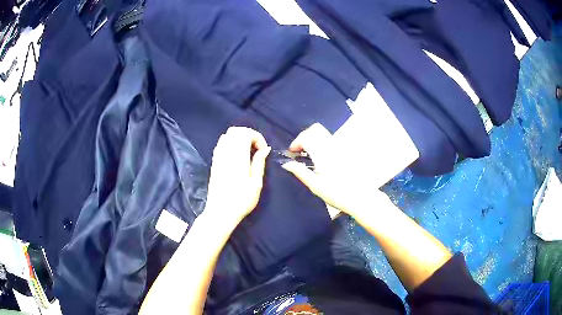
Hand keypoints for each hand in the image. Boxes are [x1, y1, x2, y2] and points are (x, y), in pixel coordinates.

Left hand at [204, 127, 270, 229]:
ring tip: (247, 151)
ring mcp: (218, 157)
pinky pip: (220, 144)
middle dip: (248, 135)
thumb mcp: (256, 184)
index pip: (245, 133)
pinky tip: (236, 155)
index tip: (263, 150)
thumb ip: (259, 162)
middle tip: (256, 149)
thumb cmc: (241, 201)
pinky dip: (230, 143)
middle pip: (235, 130)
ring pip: (227, 135)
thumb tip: (265, 148)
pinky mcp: (214, 162)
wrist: (220, 212)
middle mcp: (226, 153)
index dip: (257, 137)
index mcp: (238, 157)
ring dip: (239, 138)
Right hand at [282, 123, 384, 217]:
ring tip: (309, 155)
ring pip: (324, 132)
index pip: (306, 137)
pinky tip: (321, 158)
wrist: (361, 197)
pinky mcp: (347, 152)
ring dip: (313, 138)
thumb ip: (300, 172)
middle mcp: (332, 146)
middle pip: (315, 129)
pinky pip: (331, 140)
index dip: (296, 142)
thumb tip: (286, 164)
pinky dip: (322, 142)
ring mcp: (341, 147)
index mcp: (323, 153)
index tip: (292, 152)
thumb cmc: (337, 194)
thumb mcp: (315, 186)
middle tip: (300, 150)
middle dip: (304, 135)